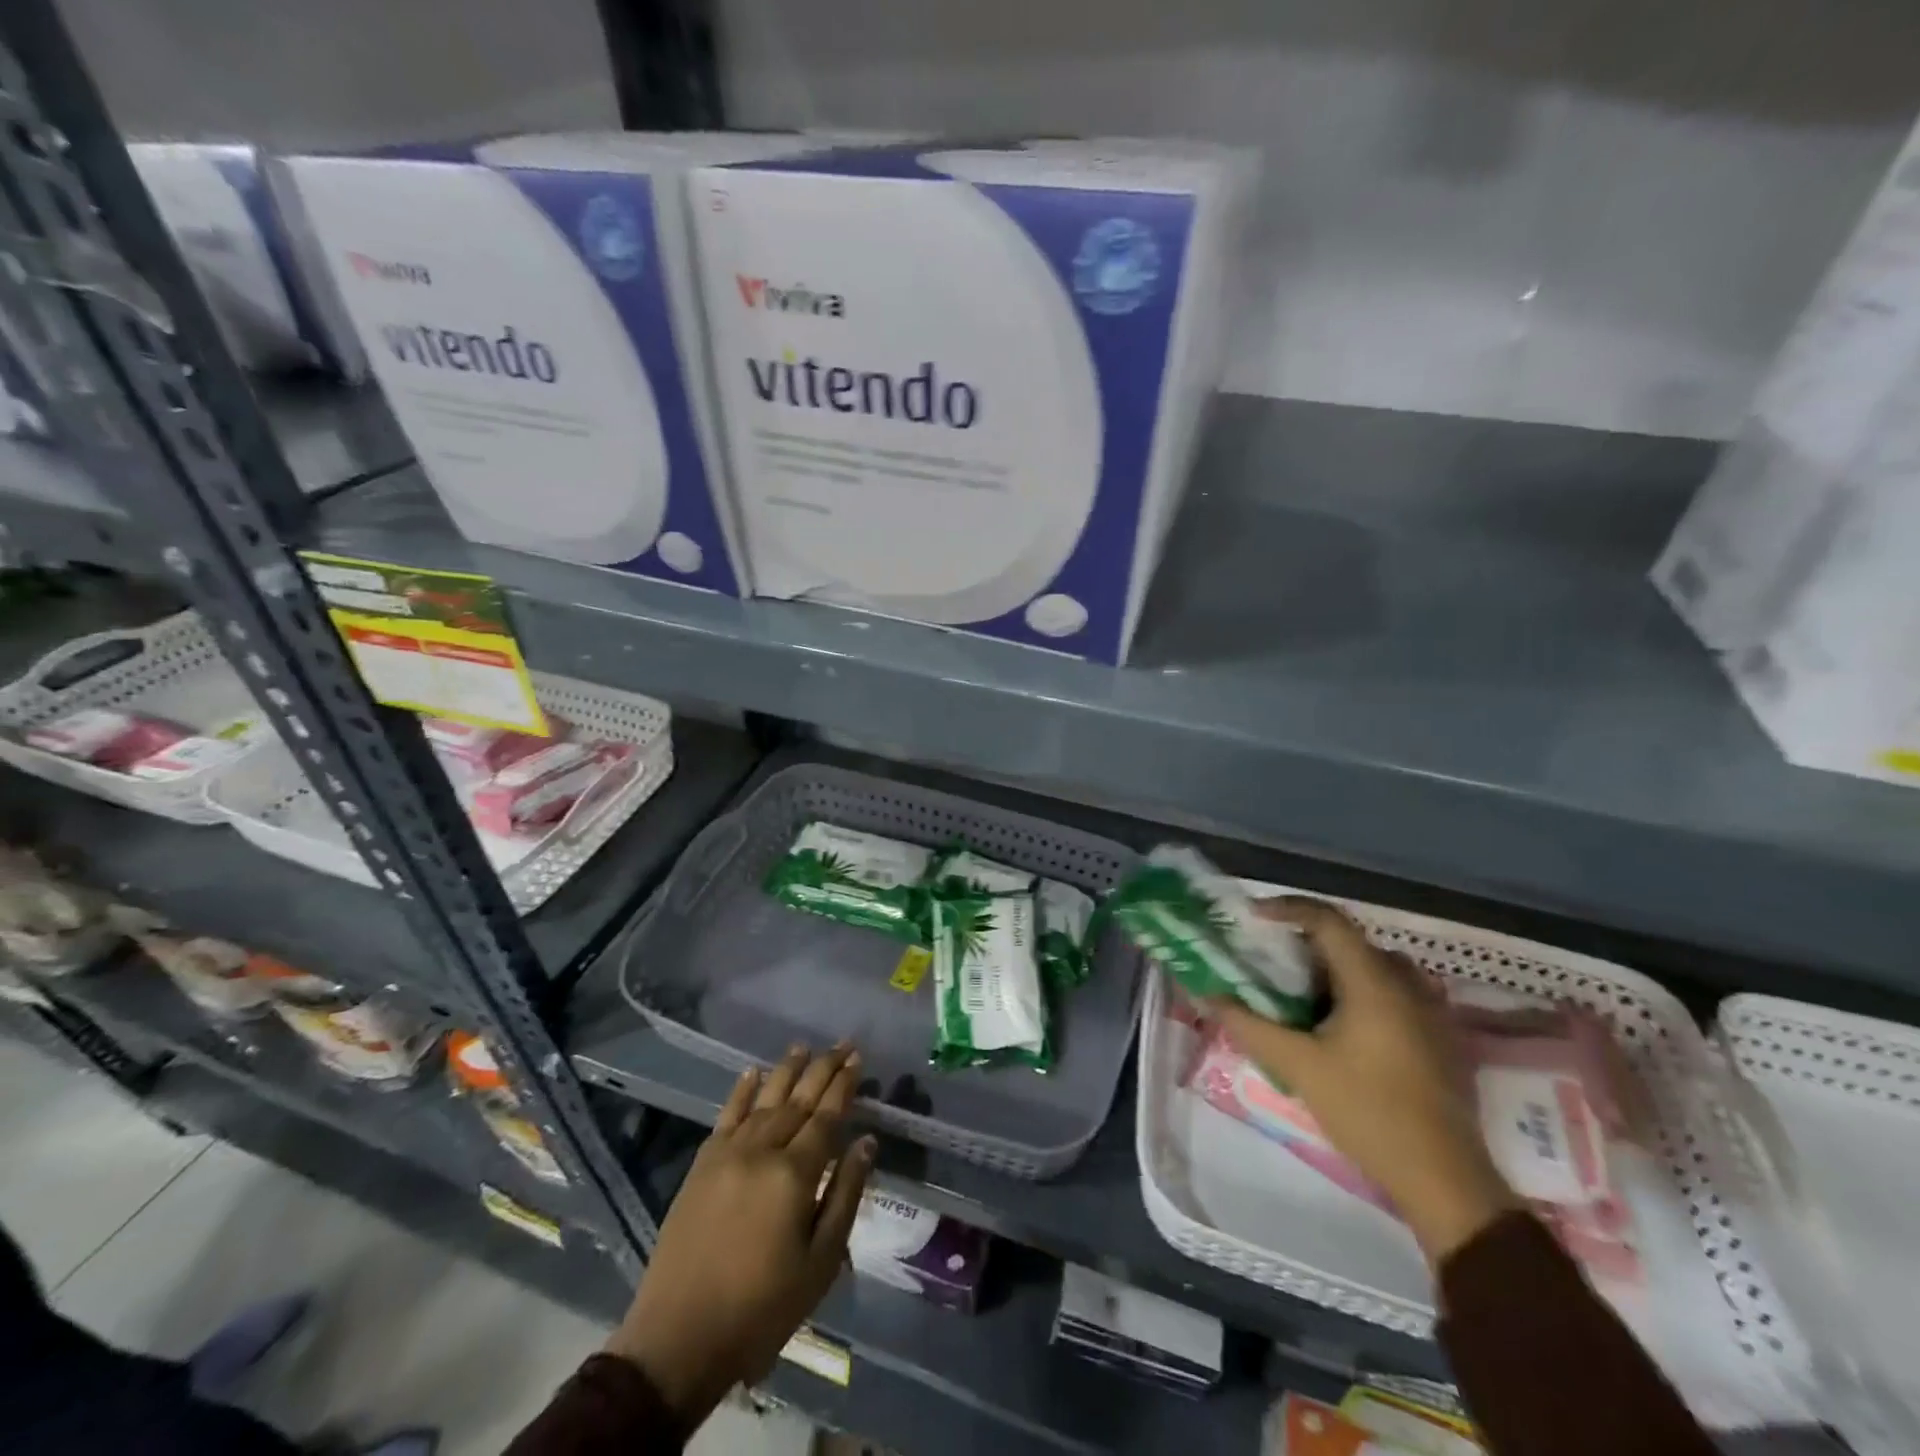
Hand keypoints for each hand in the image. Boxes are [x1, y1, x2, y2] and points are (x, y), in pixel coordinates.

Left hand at [604, 1044, 873, 1426]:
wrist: (679, 1339)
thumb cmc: (761, 1309)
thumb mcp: (820, 1263)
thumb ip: (845, 1195)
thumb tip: (866, 1142)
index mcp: (795, 1175)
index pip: (826, 1117)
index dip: (843, 1086)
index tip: (857, 1059)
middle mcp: (762, 1151)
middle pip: (798, 1100)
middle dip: (823, 1069)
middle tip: (842, 1043)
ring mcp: (727, 1155)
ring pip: (764, 1100)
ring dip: (786, 1070)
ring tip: (804, 1047)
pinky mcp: (701, 1166)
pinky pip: (726, 1116)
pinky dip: (741, 1091)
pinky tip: (753, 1072)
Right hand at [1208, 898, 1518, 1263]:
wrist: (1444, 1180)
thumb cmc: (1368, 1112)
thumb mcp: (1298, 1067)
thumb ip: (1250, 1026)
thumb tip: (1210, 995)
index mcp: (1374, 982)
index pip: (1328, 920)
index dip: (1288, 908)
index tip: (1253, 915)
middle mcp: (1408, 984)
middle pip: (1351, 942)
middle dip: (1306, 943)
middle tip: (1271, 961)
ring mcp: (1432, 1011)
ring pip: (1375, 968)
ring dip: (1335, 969)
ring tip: (1301, 994)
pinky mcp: (1441, 1038)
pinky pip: (1395, 993)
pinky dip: (1361, 992)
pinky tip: (1340, 1028)